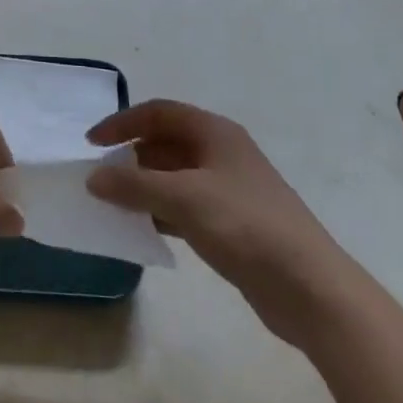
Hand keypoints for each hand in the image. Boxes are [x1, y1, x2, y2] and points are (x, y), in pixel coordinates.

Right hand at [87, 99, 355, 337]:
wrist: (311, 288)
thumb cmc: (246, 226)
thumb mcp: (184, 199)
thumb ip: (135, 186)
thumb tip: (94, 178)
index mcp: (214, 132)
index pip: (158, 113)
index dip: (122, 123)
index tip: (92, 144)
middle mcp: (221, 153)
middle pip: (166, 143)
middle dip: (131, 158)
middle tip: (100, 179)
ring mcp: (228, 189)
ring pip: (174, 178)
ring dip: (144, 188)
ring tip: (113, 206)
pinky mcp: (232, 224)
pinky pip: (185, 207)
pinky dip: (161, 213)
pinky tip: (142, 231)